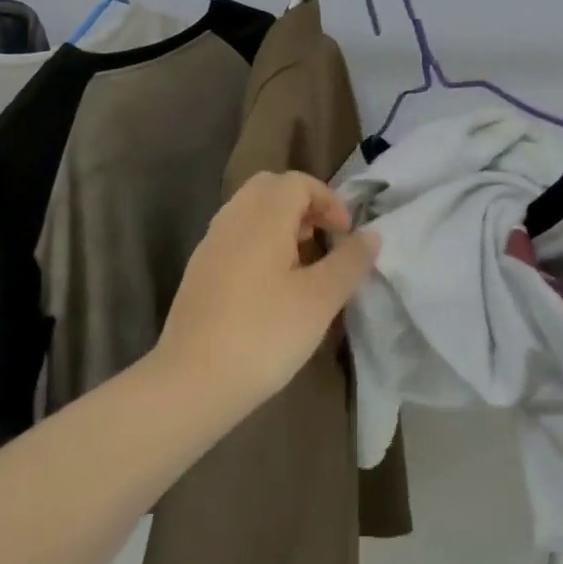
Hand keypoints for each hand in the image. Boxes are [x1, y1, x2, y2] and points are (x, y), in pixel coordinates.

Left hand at [156, 171, 377, 419]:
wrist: (191, 381)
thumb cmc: (264, 334)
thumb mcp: (320, 300)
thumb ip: (349, 262)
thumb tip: (371, 234)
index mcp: (262, 216)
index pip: (297, 182)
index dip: (328, 199)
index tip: (345, 234)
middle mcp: (232, 218)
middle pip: (270, 188)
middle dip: (302, 205)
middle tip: (322, 239)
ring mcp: (210, 243)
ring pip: (250, 211)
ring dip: (280, 224)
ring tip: (302, 264)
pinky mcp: (199, 270)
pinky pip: (235, 236)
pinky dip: (259, 243)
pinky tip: (271, 287)